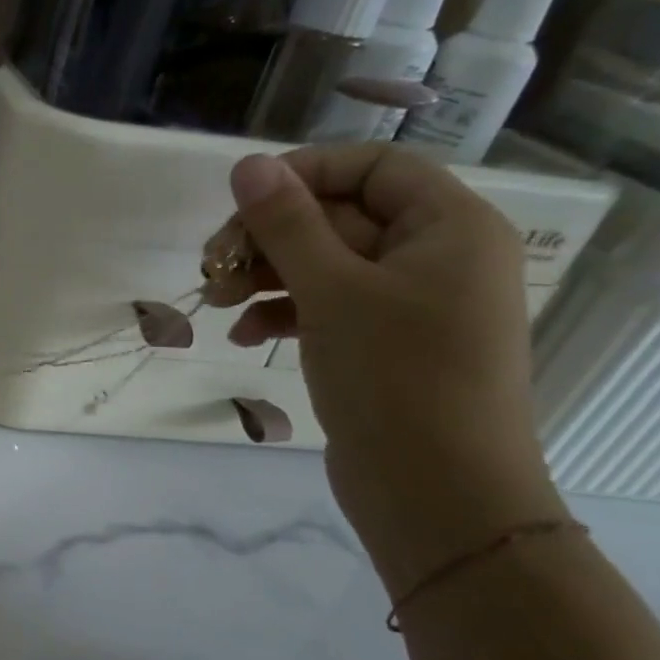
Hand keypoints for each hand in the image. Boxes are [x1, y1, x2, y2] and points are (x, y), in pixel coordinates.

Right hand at [213, 146, 568, 592]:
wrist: (437, 495)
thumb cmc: (396, 378)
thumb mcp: (332, 291)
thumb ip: (288, 224)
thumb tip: (249, 165)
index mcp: (449, 226)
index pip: (372, 167)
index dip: (304, 173)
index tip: (241, 200)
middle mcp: (436, 256)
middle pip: (339, 218)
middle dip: (269, 238)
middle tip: (211, 265)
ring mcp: (410, 305)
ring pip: (325, 266)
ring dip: (266, 277)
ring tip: (216, 303)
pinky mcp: (384, 346)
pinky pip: (328, 308)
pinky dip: (283, 314)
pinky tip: (245, 336)